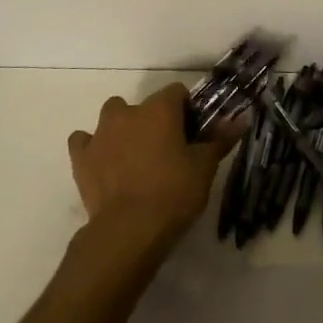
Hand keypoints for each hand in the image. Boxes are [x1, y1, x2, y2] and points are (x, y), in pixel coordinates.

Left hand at [69, 84, 239, 248]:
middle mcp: (128, 112)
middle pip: (144, 105)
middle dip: (154, 120)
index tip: (193, 132)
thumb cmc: (174, 193)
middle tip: (166, 149)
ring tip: (135, 157)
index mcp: (160, 109)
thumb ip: (220, 139)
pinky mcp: (81, 157)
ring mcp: (100, 133)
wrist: (129, 230)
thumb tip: (241, 119)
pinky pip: (84, 141)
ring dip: (123, 129)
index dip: (187, 110)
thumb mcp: (204, 167)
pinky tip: (104, 164)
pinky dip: (93, 147)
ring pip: (112, 116)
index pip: (177, 92)